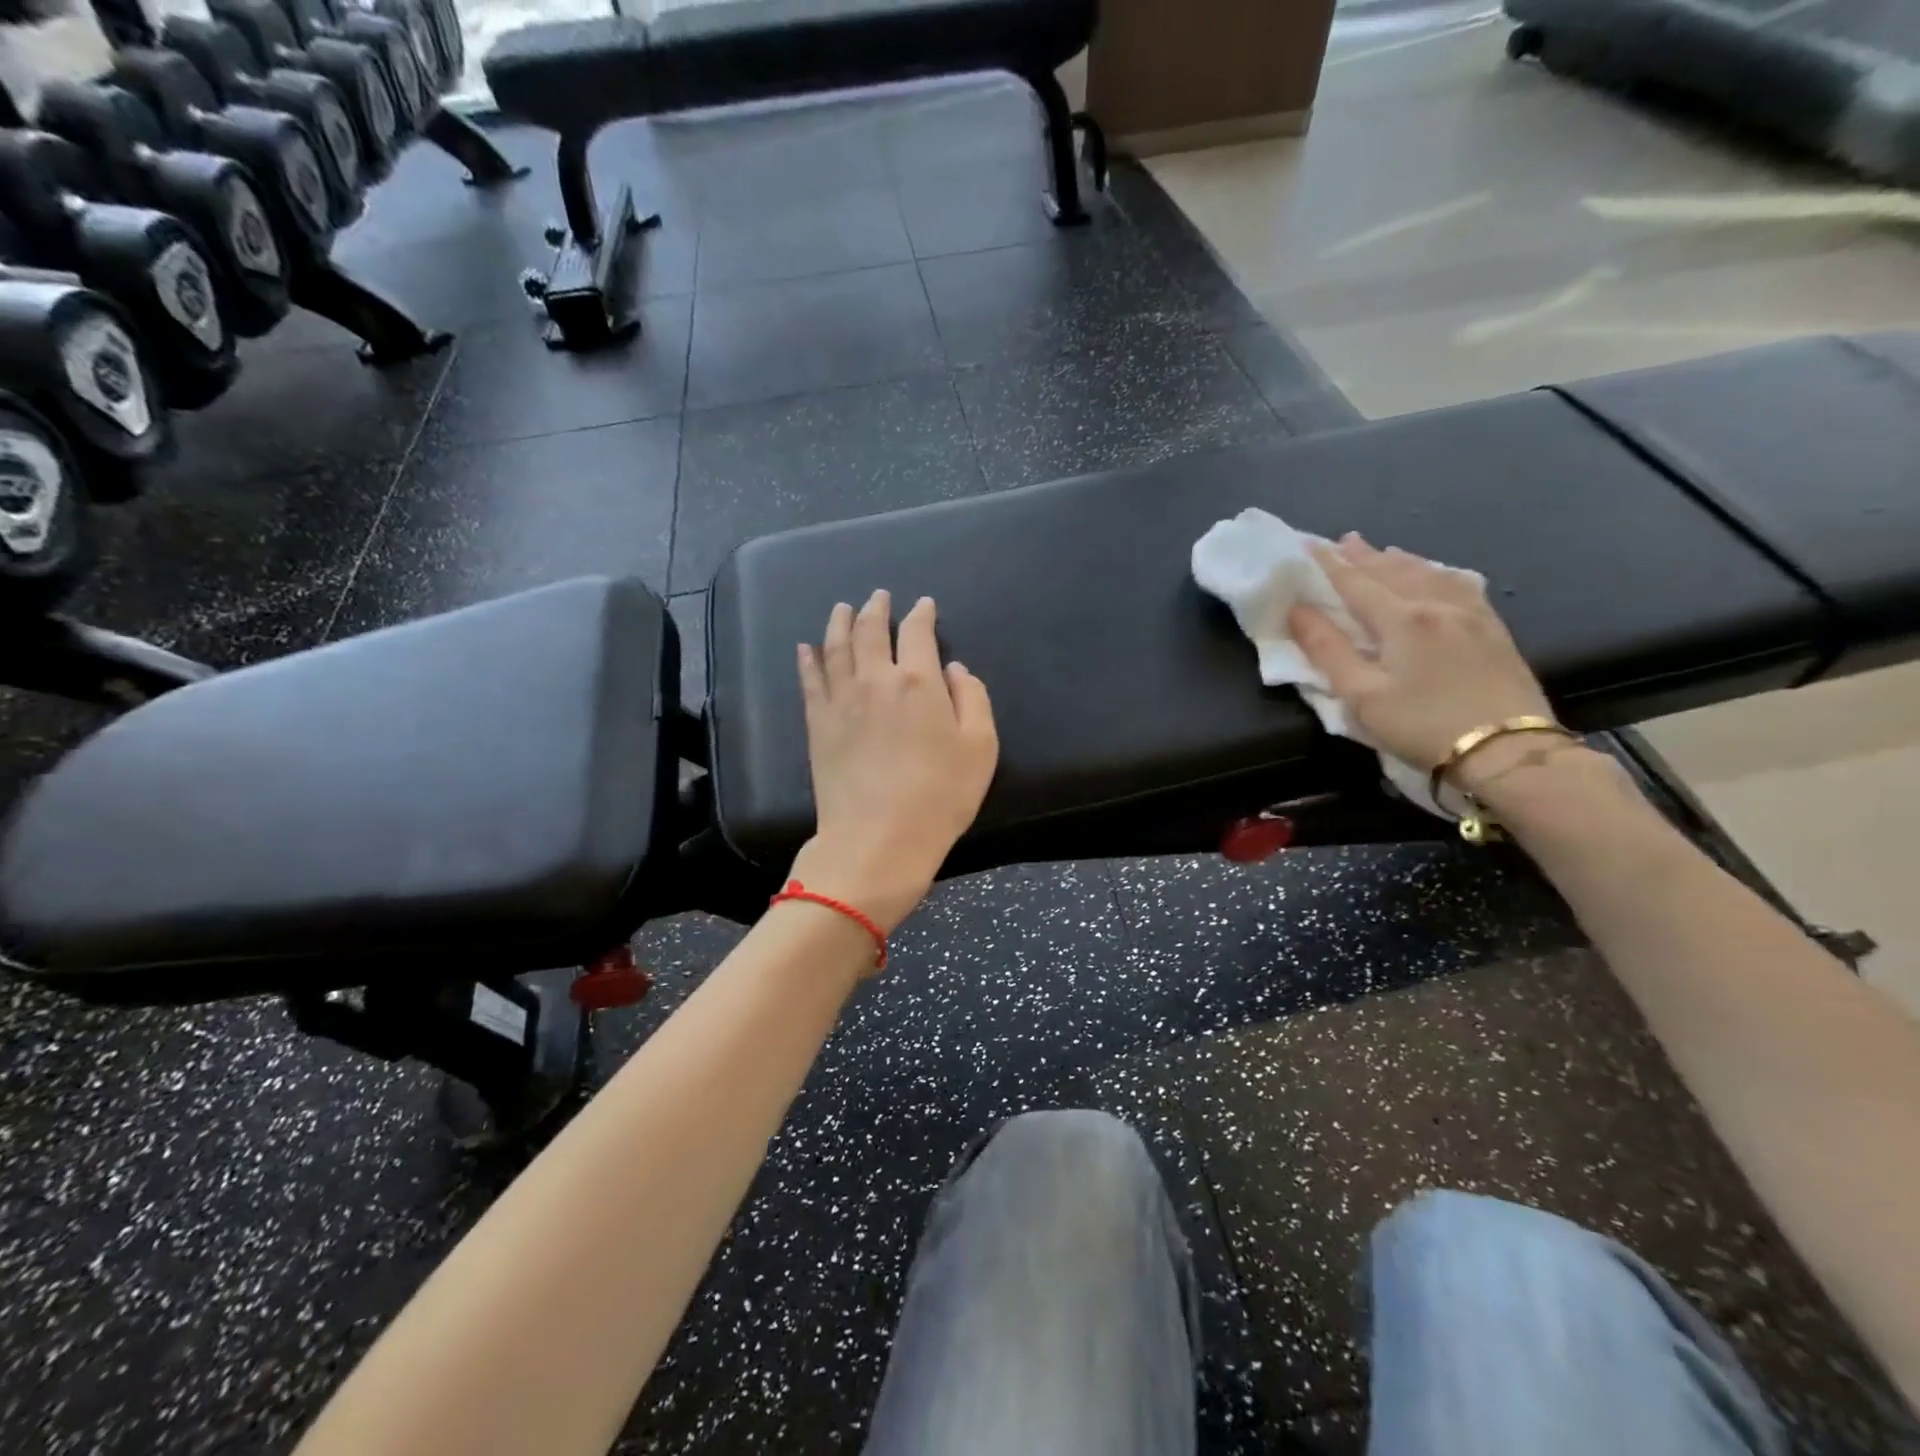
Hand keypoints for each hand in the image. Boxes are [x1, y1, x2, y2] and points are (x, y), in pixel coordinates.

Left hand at [790, 590, 998, 934]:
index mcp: (919, 681)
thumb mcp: (980, 748)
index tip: (924, 605)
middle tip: (878, 596)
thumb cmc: (940, 796)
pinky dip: (808, 659)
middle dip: (877, 609)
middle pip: (871, 630)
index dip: (922, 614)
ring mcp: (841, 700)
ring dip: (840, 622)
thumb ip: (972, 698)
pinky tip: (806, 647)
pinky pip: (810, 680)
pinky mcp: (817, 723)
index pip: (918, 632)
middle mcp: (876, 679)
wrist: (878, 838)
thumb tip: (954, 668)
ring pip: (836, 647)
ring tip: (842, 608)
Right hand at [1288, 534, 1552, 788]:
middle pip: (1392, 572)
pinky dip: (1437, 572)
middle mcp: (1436, 604)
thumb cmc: (1422, 726)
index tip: (1307, 545)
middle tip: (1342, 541)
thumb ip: (1328, 650)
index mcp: (1401, 619)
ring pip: (1429, 574)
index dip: (1328, 564)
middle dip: (1364, 556)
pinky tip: (1437, 573)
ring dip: (1399, 561)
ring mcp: (1471, 614)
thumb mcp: (1362, 696)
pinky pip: (1460, 585)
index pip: (1355, 583)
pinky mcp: (1493, 629)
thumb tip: (1298, 610)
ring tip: (1383, 551)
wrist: (1507, 751)